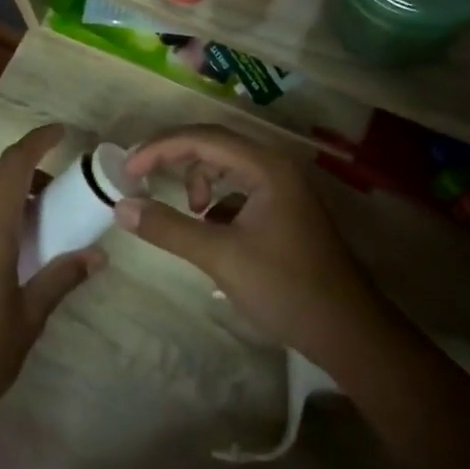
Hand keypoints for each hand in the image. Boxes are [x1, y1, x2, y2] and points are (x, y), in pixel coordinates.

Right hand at [113, 126, 385, 367]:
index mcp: (266, 167)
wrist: (348, 330)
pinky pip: (239, 191)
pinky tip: (213, 233)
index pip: (203, 138)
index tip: (127, 170)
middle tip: (141, 180)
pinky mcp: (284, 211)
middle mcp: (276, 167)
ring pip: (227, 168)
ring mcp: (283, 189)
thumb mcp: (220, 256)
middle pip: (214, 146)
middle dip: (174, 159)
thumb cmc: (286, 287)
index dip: (159, 148)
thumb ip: (169, 228)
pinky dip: (218, 204)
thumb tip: (122, 207)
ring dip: (199, 183)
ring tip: (192, 218)